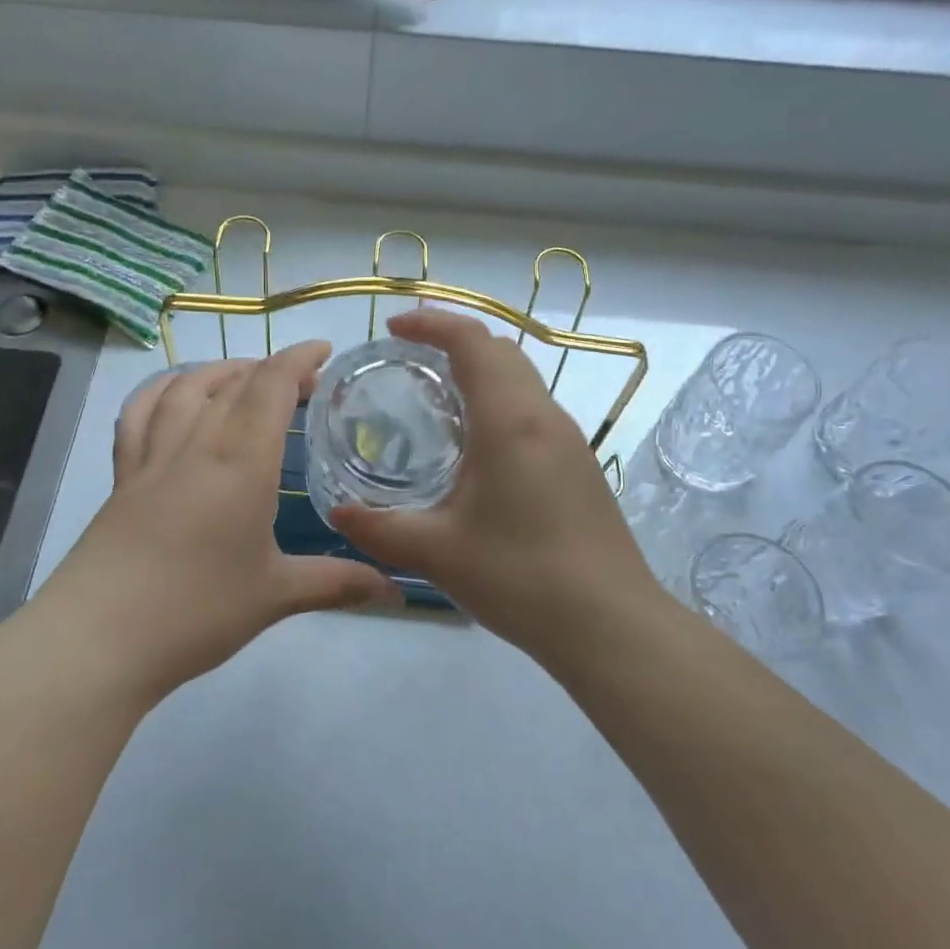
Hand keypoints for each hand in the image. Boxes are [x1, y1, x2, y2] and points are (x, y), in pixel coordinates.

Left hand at [31, 342, 401, 706]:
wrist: (100, 637)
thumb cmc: (197, 611)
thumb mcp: (276, 596)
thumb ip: (337, 584)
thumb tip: (396, 593)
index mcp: (241, 463)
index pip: (272, 386)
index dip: (299, 359)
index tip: (325, 353)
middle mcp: (196, 445)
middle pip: (234, 382)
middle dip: (273, 369)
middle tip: (303, 383)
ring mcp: (152, 457)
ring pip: (186, 388)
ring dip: (220, 370)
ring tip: (244, 376)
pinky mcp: (122, 476)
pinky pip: (138, 413)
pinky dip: (160, 391)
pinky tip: (173, 394)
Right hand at [331, 309, 665, 668]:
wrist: (610, 625)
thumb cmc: (520, 577)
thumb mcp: (436, 553)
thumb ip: (379, 528)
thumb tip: (339, 513)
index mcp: (510, 421)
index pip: (473, 342)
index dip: (432, 323)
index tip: (393, 328)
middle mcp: (544, 417)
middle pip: (502, 351)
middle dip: (455, 341)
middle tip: (410, 359)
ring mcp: (569, 442)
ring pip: (523, 381)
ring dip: (481, 373)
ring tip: (436, 400)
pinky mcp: (579, 467)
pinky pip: (533, 412)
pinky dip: (499, 404)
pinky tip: (475, 449)